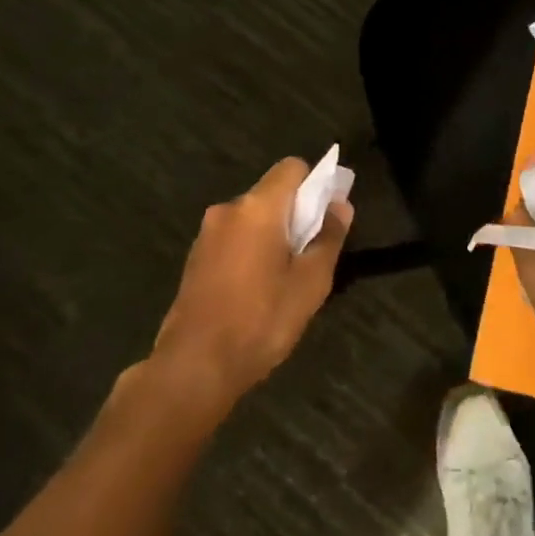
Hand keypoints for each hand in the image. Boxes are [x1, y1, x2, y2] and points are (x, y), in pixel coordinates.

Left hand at [148, 157, 351, 417]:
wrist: (193, 367)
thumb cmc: (261, 320)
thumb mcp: (310, 283)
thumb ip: (329, 237)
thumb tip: (341, 205)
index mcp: (258, 207)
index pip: (292, 167)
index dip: (315, 183)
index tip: (326, 216)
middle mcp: (229, 209)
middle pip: (272, 193)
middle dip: (295, 214)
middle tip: (310, 254)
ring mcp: (207, 234)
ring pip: (252, 218)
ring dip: (272, 235)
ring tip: (284, 279)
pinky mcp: (195, 258)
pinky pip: (234, 239)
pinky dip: (250, 251)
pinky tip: (256, 290)